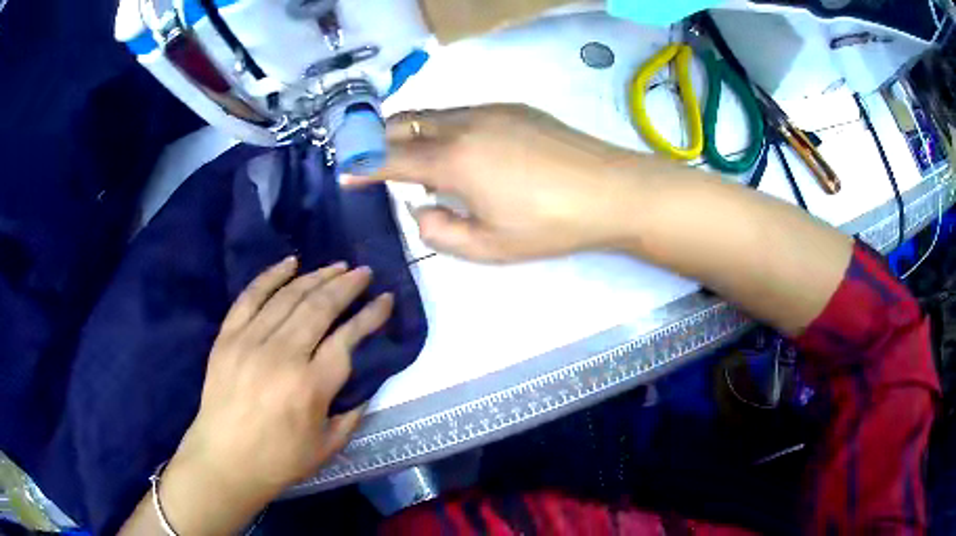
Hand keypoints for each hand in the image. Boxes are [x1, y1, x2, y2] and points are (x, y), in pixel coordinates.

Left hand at [155, 258, 393, 532]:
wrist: (225, 460)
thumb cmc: (279, 459)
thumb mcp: (328, 446)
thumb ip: (353, 413)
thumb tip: (366, 383)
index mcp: (311, 386)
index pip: (348, 337)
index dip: (371, 315)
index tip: (386, 299)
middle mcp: (283, 355)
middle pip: (320, 307)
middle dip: (347, 285)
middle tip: (364, 272)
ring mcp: (250, 341)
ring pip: (289, 296)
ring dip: (317, 276)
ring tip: (337, 266)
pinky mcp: (228, 337)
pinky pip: (250, 296)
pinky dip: (271, 275)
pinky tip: (291, 262)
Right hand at [344, 104, 644, 261]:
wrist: (610, 190)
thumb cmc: (549, 225)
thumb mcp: (490, 246)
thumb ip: (441, 232)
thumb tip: (421, 210)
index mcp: (453, 160)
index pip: (391, 159)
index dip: (363, 166)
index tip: (345, 172)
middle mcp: (464, 125)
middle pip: (406, 123)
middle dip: (382, 139)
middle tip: (377, 160)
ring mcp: (491, 111)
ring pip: (435, 114)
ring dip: (416, 133)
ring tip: (423, 162)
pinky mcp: (514, 108)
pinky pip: (464, 113)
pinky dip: (447, 129)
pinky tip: (467, 153)